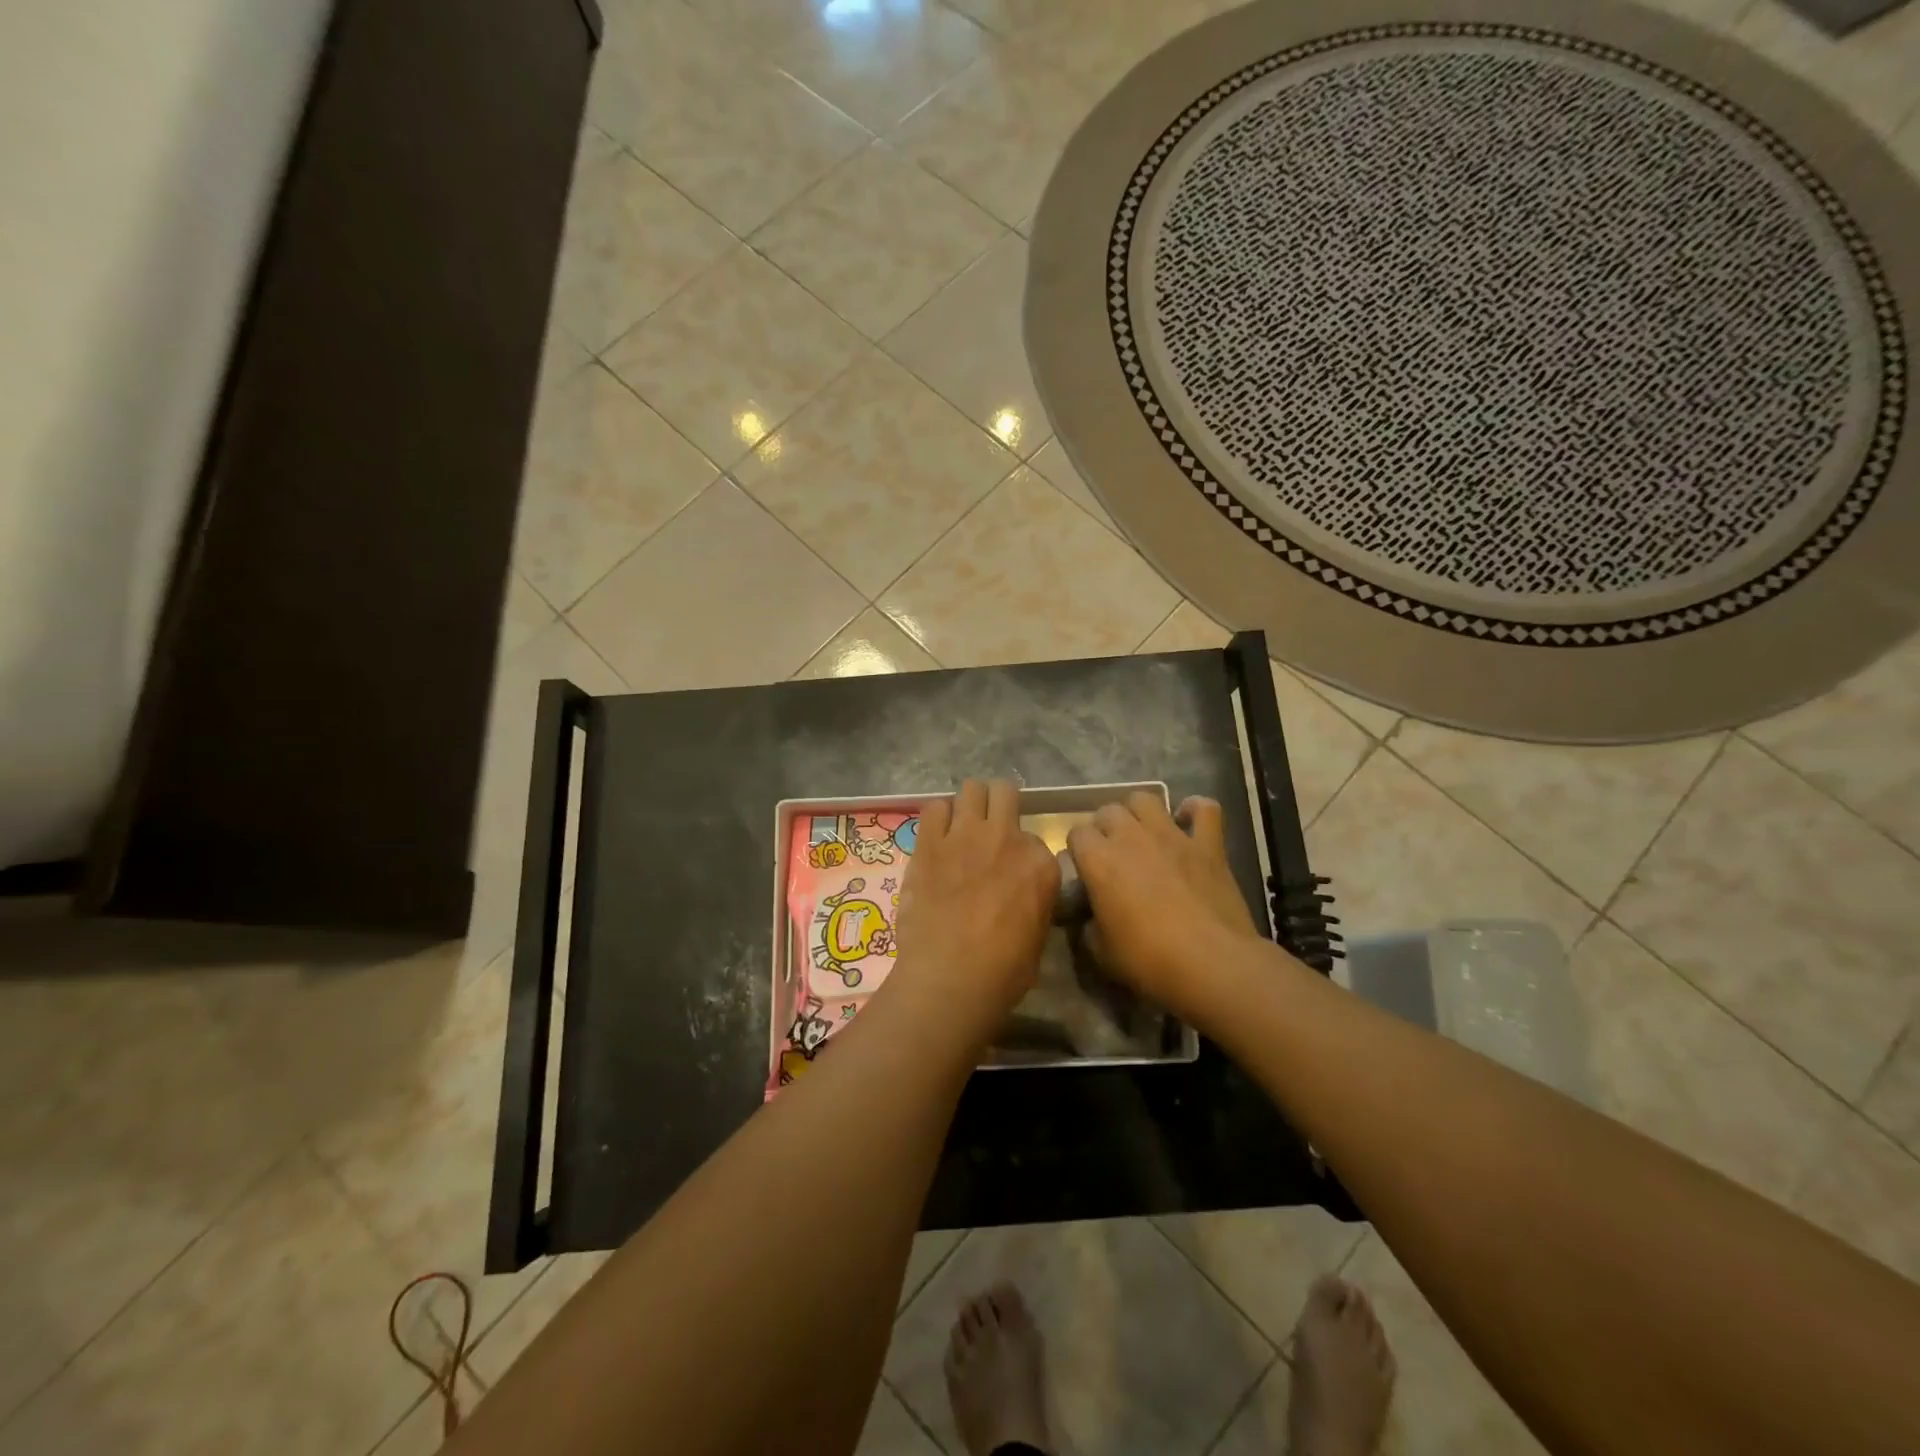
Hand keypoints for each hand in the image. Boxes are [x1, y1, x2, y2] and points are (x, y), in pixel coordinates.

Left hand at [891, 779, 1059, 1032]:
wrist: (949, 979)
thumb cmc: (1002, 973)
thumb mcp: (1038, 936)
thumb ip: (1034, 900)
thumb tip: (1023, 894)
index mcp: (1040, 864)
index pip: (1035, 837)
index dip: (1021, 851)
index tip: (1010, 869)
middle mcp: (1007, 838)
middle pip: (1004, 792)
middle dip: (998, 804)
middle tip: (988, 827)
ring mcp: (966, 835)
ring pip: (971, 788)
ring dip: (968, 804)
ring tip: (960, 826)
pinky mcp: (929, 842)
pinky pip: (934, 808)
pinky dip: (937, 818)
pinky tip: (935, 837)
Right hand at [1066, 793, 1262, 1018]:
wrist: (1212, 964)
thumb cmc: (1149, 961)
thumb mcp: (1102, 953)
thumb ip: (1088, 927)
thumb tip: (1089, 919)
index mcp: (1099, 860)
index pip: (1076, 833)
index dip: (1078, 850)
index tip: (1084, 871)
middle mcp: (1131, 837)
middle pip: (1108, 811)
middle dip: (1105, 828)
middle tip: (1112, 854)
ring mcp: (1172, 836)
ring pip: (1146, 799)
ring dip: (1139, 813)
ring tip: (1143, 834)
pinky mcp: (1208, 844)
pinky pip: (1204, 809)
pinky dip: (1195, 810)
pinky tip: (1188, 823)